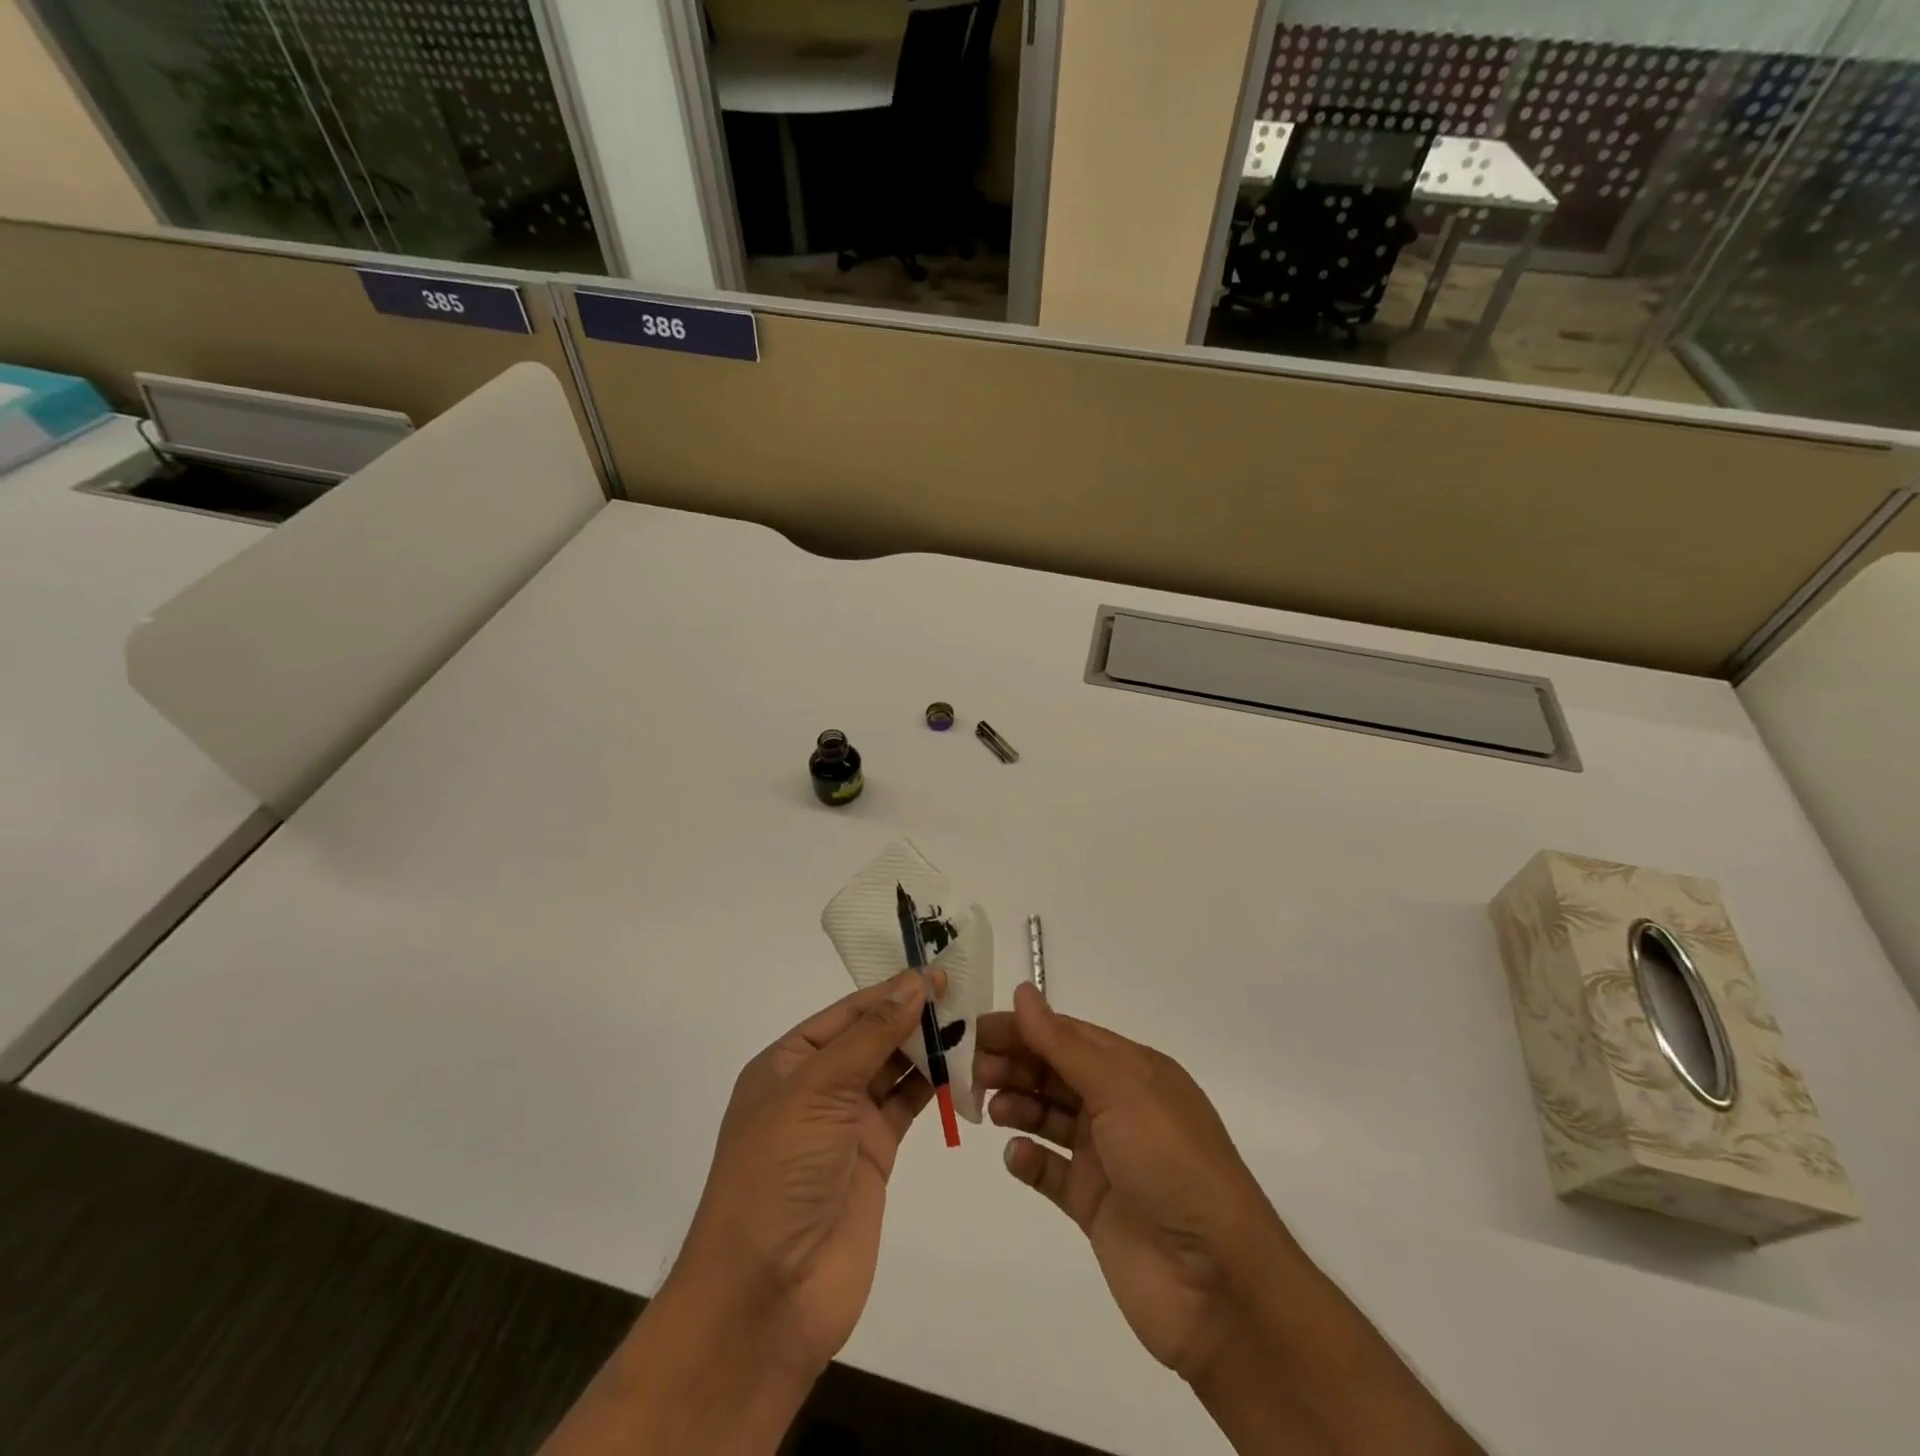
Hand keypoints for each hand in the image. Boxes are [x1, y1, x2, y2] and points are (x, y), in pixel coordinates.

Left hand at [677, 966, 943, 1370]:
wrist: (768, 1293)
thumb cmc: (778, 1171)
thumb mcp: (818, 1090)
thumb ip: (871, 1036)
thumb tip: (914, 984)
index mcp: (789, 1062)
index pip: (848, 1012)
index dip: (891, 990)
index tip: (937, 972)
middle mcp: (817, 1086)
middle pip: (872, 1037)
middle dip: (912, 1014)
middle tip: (964, 992)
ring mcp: (846, 1122)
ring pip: (893, 1068)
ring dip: (927, 1047)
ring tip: (971, 1022)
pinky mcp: (874, 1154)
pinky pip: (907, 1105)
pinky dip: (933, 1085)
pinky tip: (963, 1066)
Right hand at [974, 982, 1290, 1382]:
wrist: (1217, 1283)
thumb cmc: (1171, 1163)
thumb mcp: (1121, 1090)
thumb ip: (1065, 1044)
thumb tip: (1023, 992)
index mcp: (1134, 1071)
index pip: (1068, 1036)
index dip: (1024, 1029)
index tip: (976, 1030)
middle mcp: (1120, 1107)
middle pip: (1055, 1073)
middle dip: (1015, 1065)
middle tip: (973, 1071)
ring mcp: (1107, 1157)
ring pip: (1050, 1117)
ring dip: (1018, 1106)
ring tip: (991, 1109)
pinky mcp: (1094, 1204)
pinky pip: (1051, 1172)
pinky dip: (1030, 1160)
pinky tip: (1017, 1156)